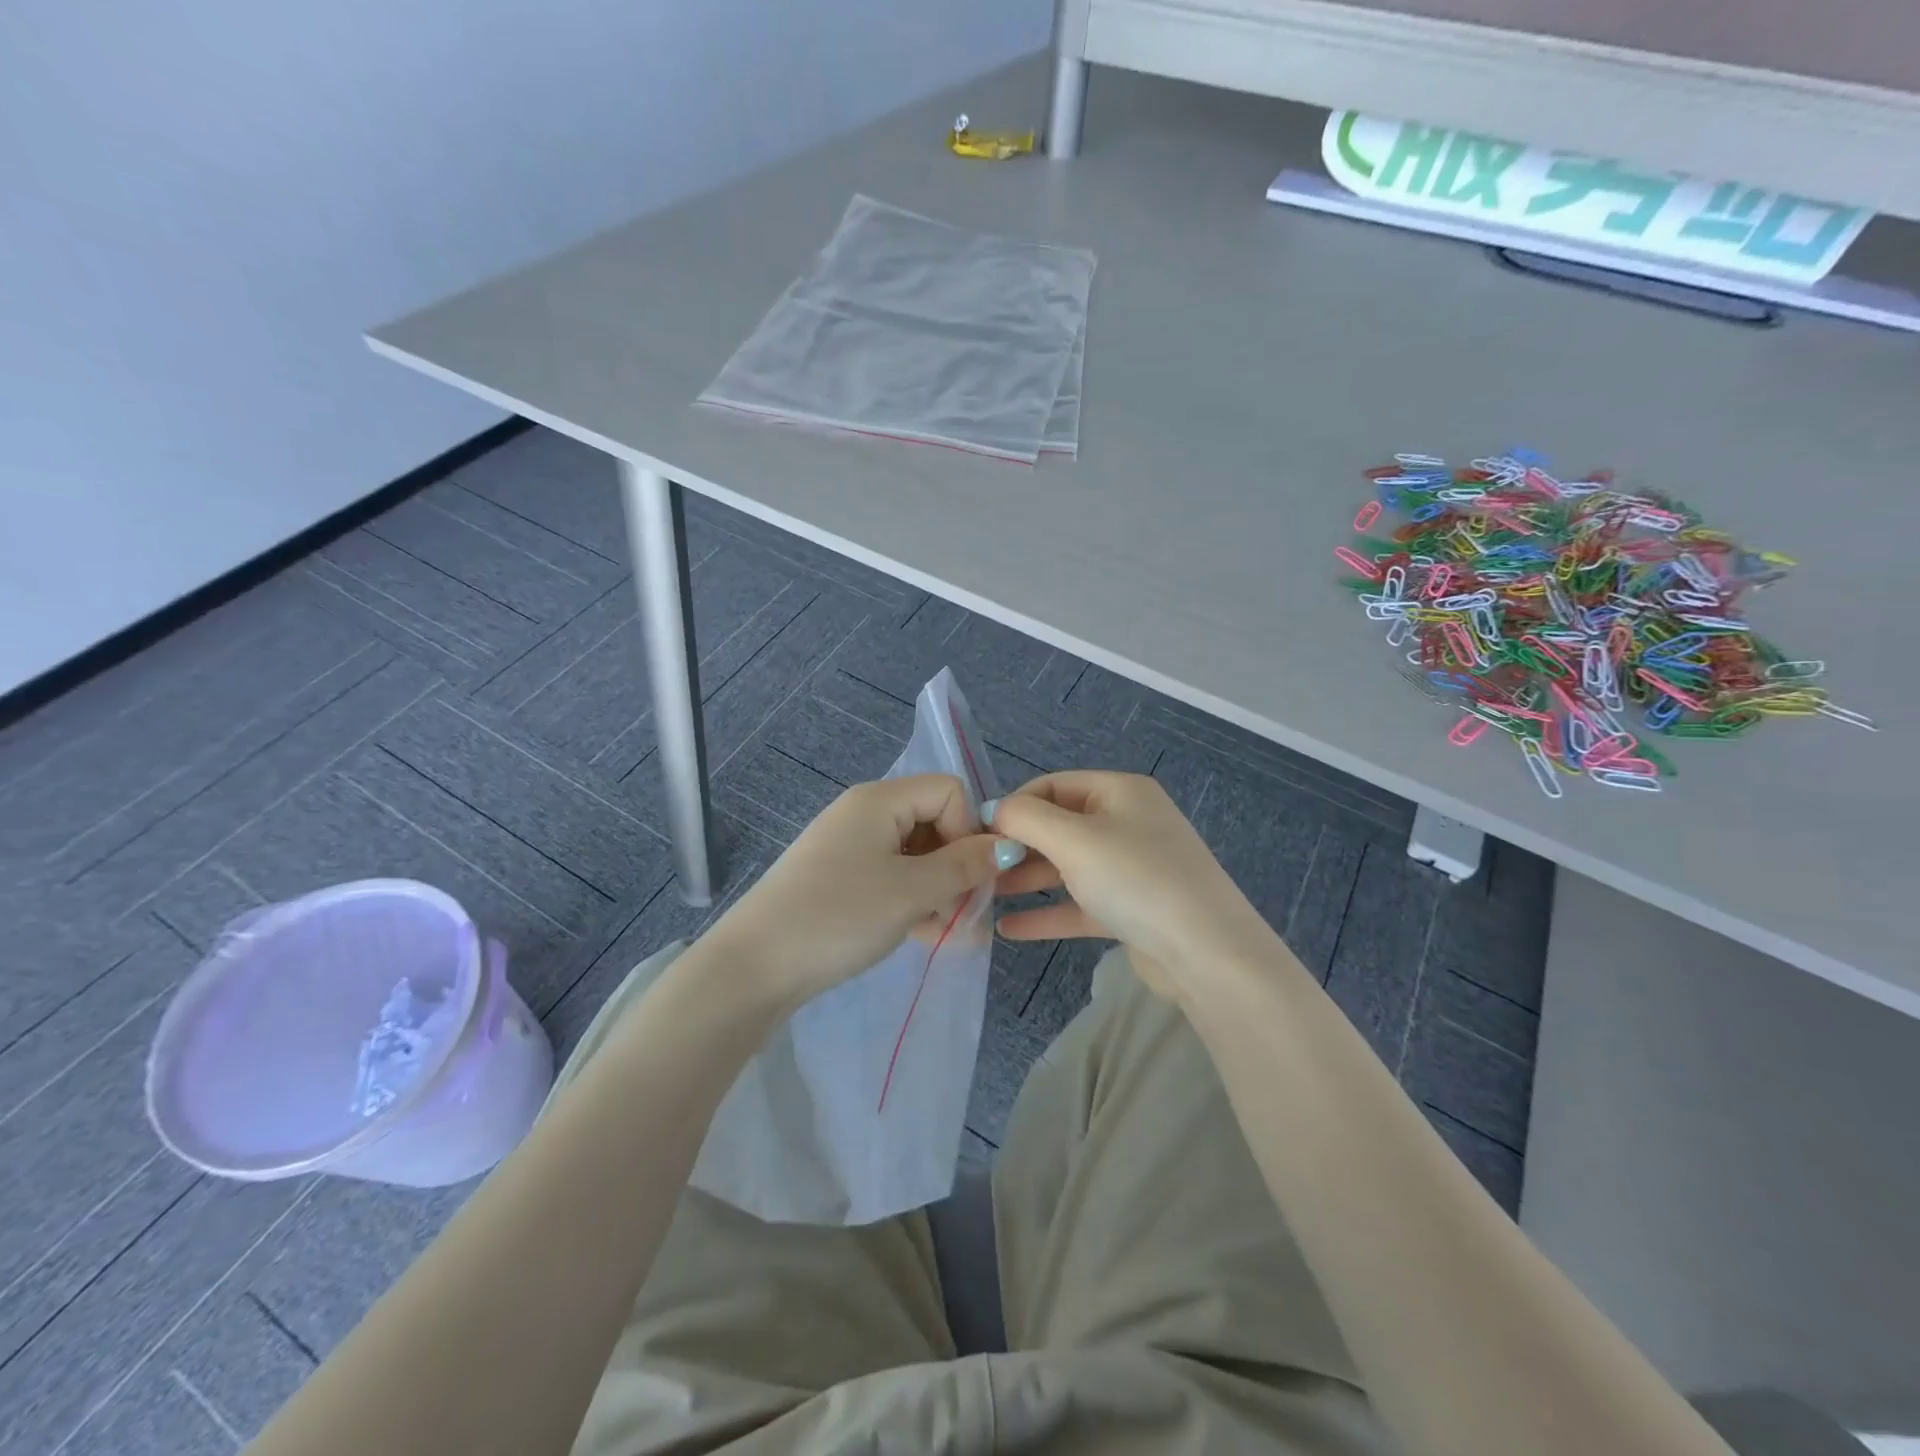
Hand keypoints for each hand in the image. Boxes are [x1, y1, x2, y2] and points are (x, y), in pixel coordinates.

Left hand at [703, 774, 1021, 1007]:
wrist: (755, 967)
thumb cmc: (839, 916)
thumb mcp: (912, 892)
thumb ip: (964, 866)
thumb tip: (1008, 845)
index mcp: (879, 800)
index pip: (949, 791)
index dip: (969, 829)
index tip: (967, 877)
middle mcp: (864, 813)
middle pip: (933, 822)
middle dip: (956, 867)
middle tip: (963, 914)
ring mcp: (849, 846)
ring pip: (915, 855)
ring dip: (938, 890)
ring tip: (945, 934)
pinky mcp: (840, 877)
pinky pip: (891, 876)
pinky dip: (911, 900)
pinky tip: (921, 935)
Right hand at [989, 771, 1280, 997]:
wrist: (1206, 954)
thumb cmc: (1136, 880)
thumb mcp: (1074, 840)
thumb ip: (1026, 819)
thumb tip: (994, 810)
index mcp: (1120, 792)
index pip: (1053, 786)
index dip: (1014, 805)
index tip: (978, 834)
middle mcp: (1127, 823)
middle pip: (1059, 826)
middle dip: (1018, 846)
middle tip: (978, 869)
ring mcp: (1132, 868)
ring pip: (1068, 867)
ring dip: (1027, 880)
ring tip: (983, 897)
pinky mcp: (1131, 910)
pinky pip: (1080, 903)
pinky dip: (1048, 912)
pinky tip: (1009, 928)